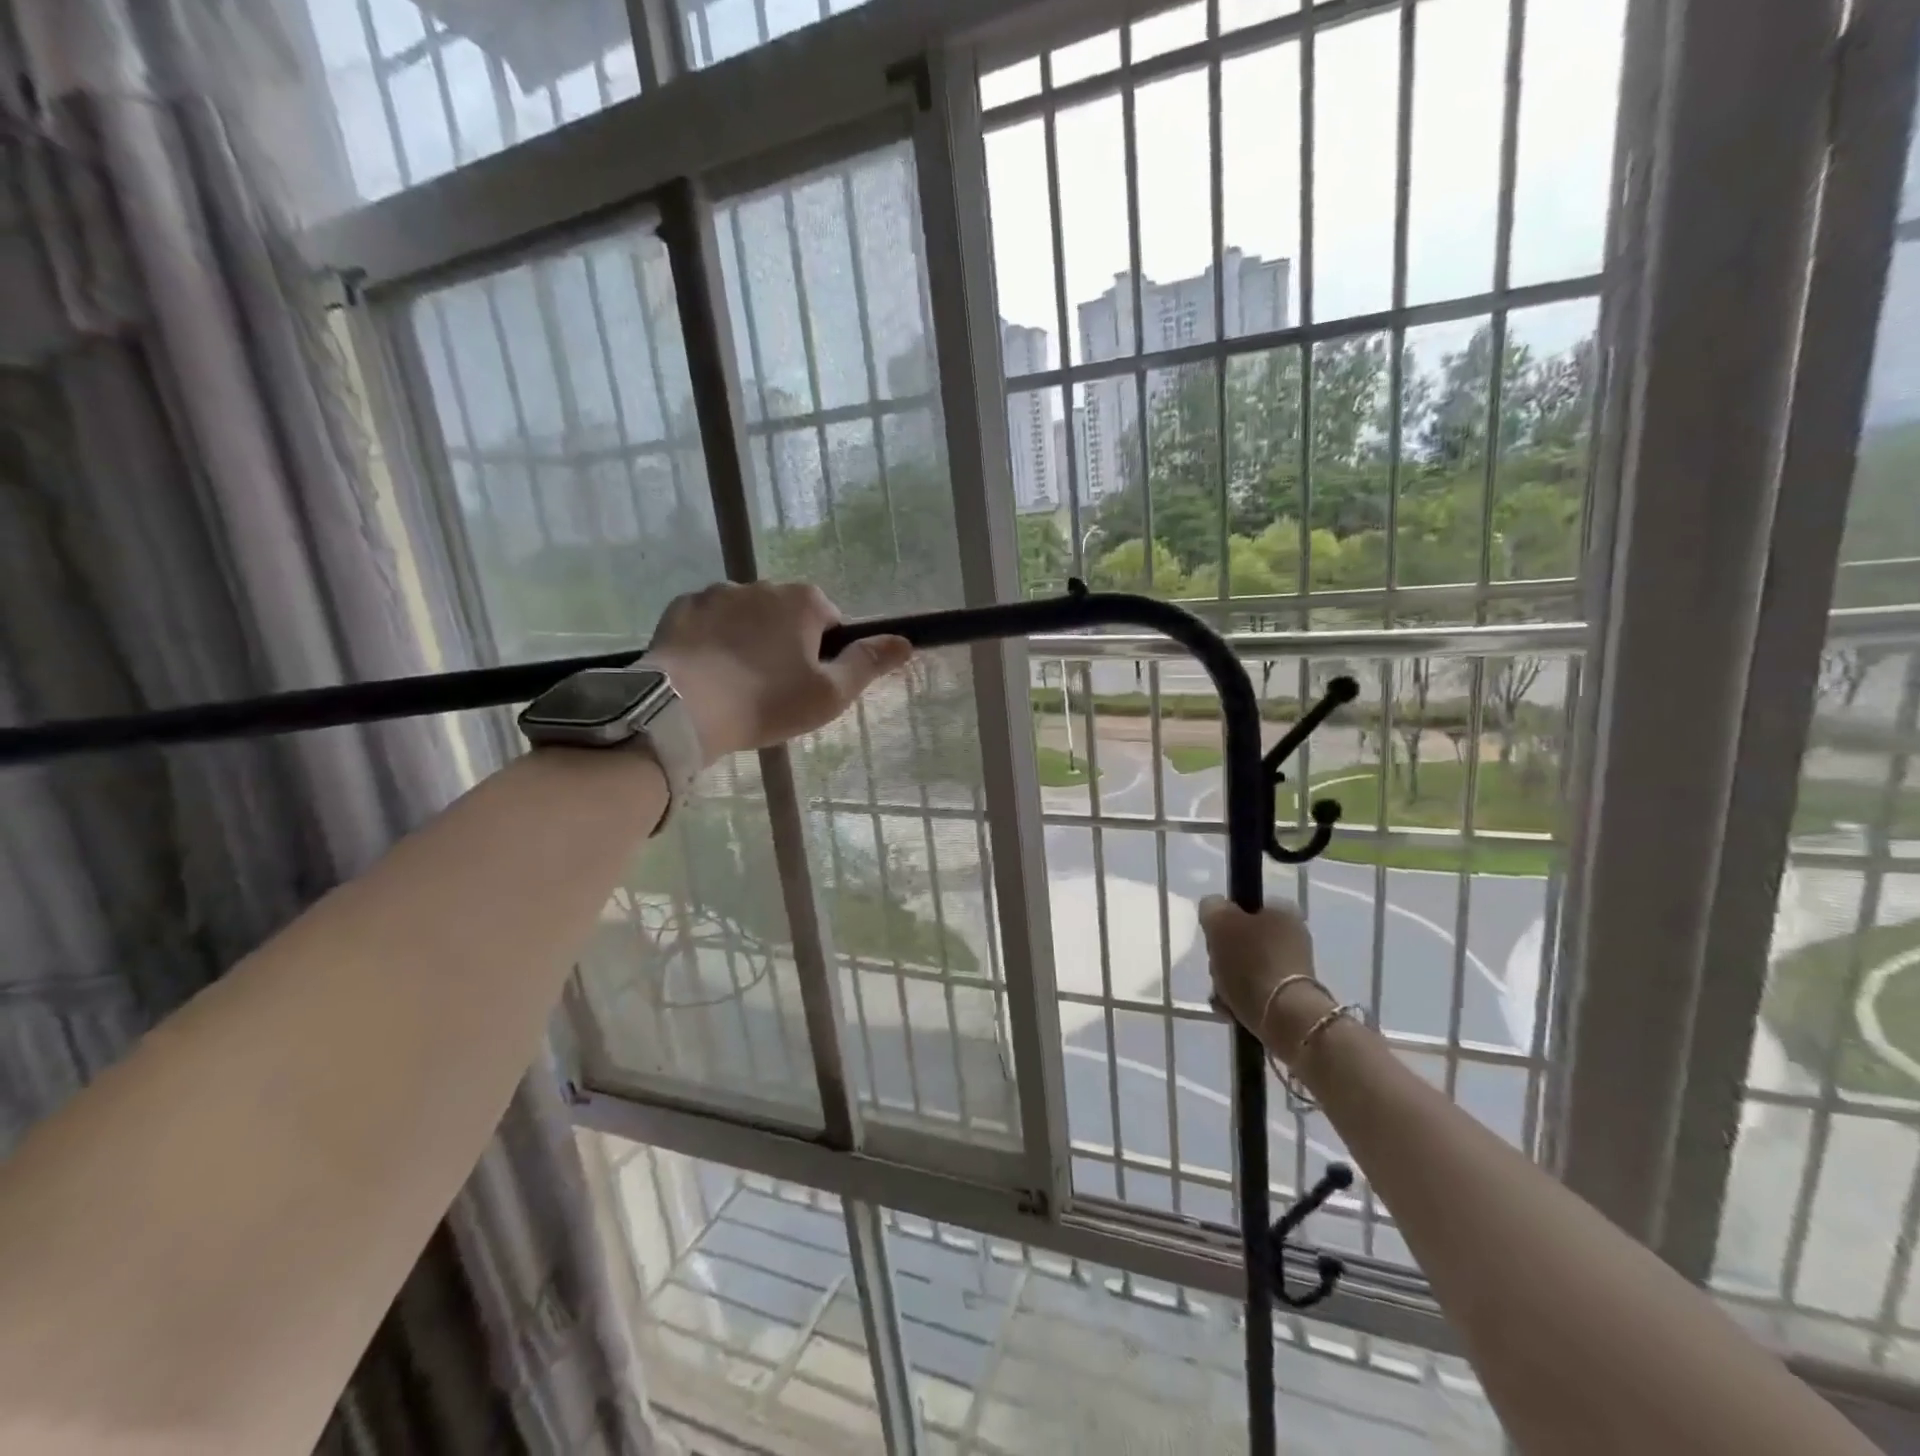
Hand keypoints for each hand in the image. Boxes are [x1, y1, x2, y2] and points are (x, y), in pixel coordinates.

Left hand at [646, 582, 912, 765]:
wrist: (683, 708)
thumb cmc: (767, 702)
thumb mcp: (830, 693)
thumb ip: (868, 663)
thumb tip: (905, 642)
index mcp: (804, 601)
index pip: (830, 622)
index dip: (825, 655)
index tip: (808, 685)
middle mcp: (763, 585)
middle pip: (787, 616)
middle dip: (785, 644)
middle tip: (773, 690)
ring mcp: (717, 593)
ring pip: (746, 617)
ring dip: (748, 640)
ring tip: (735, 684)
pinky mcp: (681, 607)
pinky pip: (708, 622)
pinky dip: (712, 641)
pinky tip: (706, 673)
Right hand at [1199, 895, 1333, 1057]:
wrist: (1284, 1016)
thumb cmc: (1250, 962)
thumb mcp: (1219, 922)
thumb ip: (1212, 907)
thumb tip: (1214, 908)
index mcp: (1282, 911)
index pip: (1243, 908)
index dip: (1222, 922)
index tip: (1213, 938)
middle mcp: (1293, 936)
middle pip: (1241, 940)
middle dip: (1223, 956)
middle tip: (1216, 969)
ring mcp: (1294, 968)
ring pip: (1245, 968)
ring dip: (1227, 980)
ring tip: (1221, 995)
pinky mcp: (1291, 996)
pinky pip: (1255, 991)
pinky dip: (1239, 998)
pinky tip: (1228, 1009)